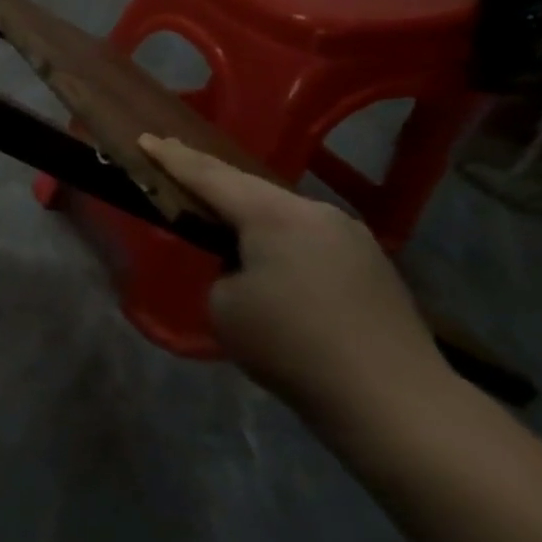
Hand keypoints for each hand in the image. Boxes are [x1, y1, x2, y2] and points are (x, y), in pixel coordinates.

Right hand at [139, 134, 452, 426]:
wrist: (396, 402)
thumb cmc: (292, 346)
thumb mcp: (224, 305)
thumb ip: (221, 269)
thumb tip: (241, 267)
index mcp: (275, 215)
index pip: (209, 176)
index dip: (172, 158)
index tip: (145, 138)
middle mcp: (316, 212)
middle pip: (248, 186)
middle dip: (208, 176)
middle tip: (173, 161)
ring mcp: (350, 236)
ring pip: (281, 211)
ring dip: (246, 209)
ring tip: (217, 210)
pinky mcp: (371, 264)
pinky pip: (306, 235)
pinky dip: (276, 236)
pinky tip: (267, 253)